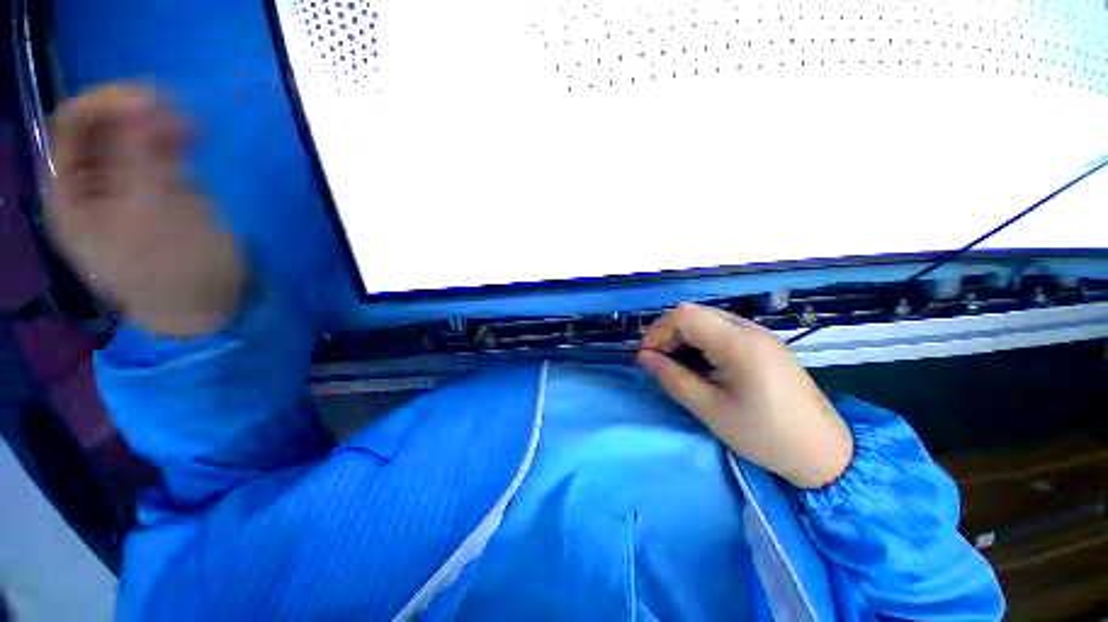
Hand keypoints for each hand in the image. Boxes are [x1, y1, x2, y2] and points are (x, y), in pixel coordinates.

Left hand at [46, 85, 244, 336]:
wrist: (204, 303)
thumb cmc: (173, 270)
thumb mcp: (153, 215)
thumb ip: (143, 158)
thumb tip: (148, 105)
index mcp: (70, 194)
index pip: (73, 125)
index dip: (107, 103)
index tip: (153, 100)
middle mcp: (88, 183)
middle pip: (100, 126)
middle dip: (135, 111)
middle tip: (176, 112)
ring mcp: (121, 185)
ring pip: (127, 135)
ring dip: (155, 123)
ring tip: (191, 130)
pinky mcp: (152, 189)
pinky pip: (152, 150)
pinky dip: (169, 139)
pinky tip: (191, 139)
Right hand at [637, 303, 852, 488]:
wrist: (823, 452)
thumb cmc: (764, 435)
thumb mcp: (709, 409)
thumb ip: (671, 378)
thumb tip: (643, 358)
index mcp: (738, 343)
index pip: (684, 315)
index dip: (658, 331)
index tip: (647, 357)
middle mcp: (749, 328)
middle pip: (694, 313)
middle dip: (668, 334)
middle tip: (659, 363)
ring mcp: (758, 333)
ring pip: (705, 319)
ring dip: (683, 337)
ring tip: (677, 365)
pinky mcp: (762, 343)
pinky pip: (720, 330)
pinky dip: (700, 341)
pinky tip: (701, 365)